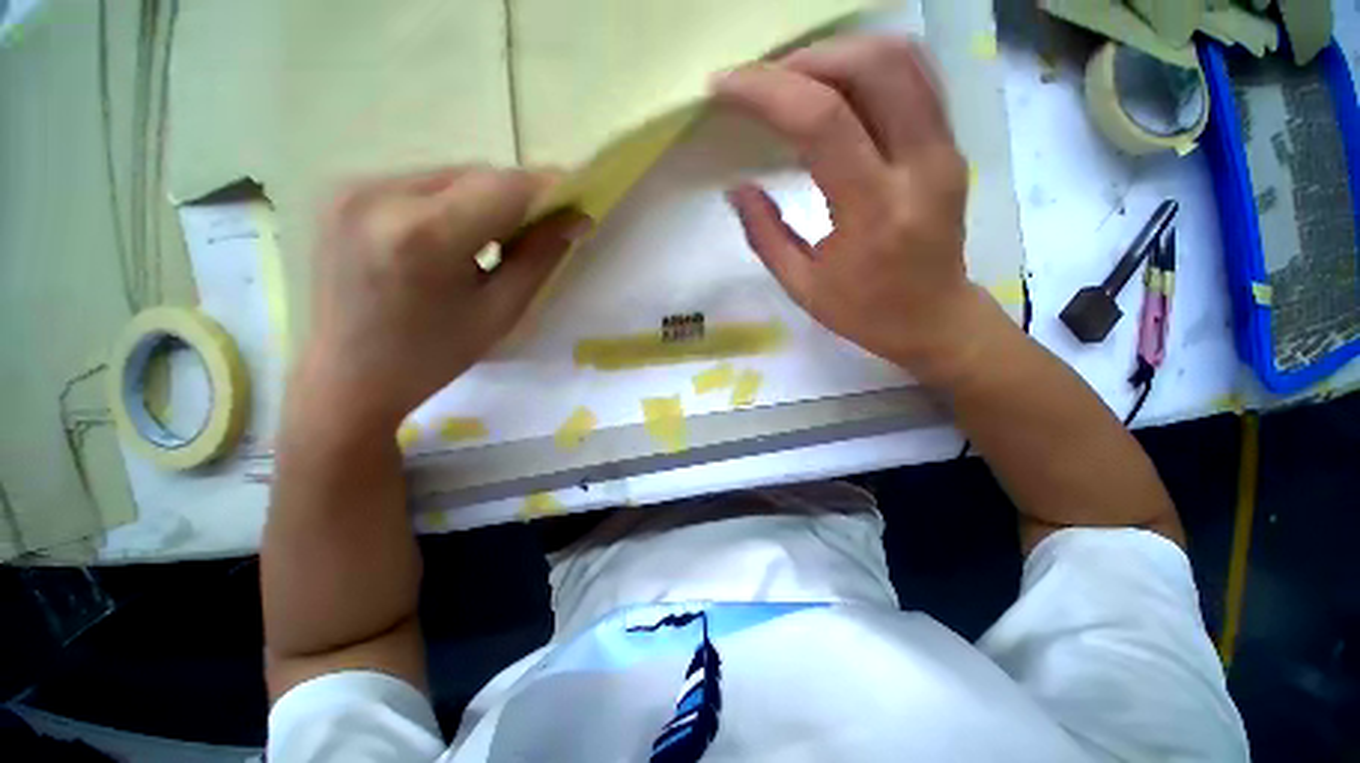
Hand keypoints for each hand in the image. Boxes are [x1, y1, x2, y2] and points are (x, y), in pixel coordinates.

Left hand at [296, 167, 590, 433]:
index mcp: (423, 236)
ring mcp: (352, 188)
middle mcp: (380, 195)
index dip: (548, 188)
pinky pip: (417, 183)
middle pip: (474, 176)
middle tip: (542, 228)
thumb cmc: (433, 355)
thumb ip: (539, 259)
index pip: (503, 188)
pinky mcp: (340, 192)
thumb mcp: (500, 312)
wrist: (347, 376)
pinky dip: (450, 202)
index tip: (577, 201)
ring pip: (447, 175)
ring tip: (495, 238)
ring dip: (483, 200)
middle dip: (517, 198)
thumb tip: (574, 220)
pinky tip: (453, 235)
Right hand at [715, 35, 989, 387]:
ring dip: (838, 54)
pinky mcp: (951, 144)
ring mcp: (944, 149)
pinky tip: (835, 86)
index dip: (767, 92)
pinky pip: (915, 77)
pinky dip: (868, 65)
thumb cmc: (864, 312)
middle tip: (762, 83)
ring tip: (793, 80)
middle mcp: (919, 167)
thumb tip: (735, 187)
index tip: (724, 87)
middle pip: (872, 66)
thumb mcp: (802, 286)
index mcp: (874, 212)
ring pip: (901, 59)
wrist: (933, 319)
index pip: (823, 122)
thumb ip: (765, 234)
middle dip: (804, 60)